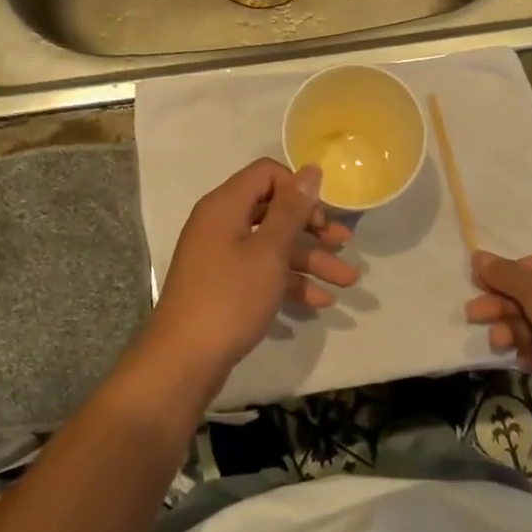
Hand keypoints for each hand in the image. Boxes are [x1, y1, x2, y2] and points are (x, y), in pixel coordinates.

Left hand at [148, 159, 358, 376]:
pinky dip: (290, 282)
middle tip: (343, 244)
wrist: (184, 361)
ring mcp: (221, 256)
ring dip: (310, 260)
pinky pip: (262, 272)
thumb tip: (310, 170)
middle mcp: (221, 223)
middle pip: (273, 211)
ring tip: (347, 281)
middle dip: (312, 227)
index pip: (266, 174)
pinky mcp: (225, 285)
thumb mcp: (268, 251)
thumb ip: (291, 210)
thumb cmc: (230, 297)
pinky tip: (320, 302)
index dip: (297, 189)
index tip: (321, 215)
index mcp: (225, 205)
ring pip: (272, 246)